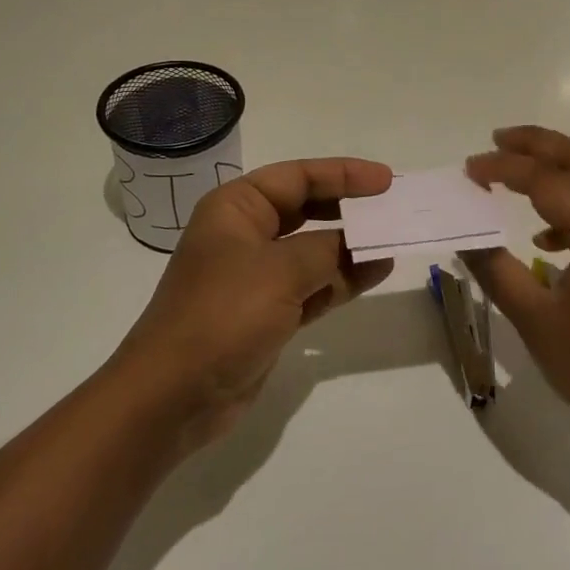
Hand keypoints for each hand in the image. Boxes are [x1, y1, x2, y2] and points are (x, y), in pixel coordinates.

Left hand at [113, 159, 394, 453]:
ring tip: (395, 239)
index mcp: (236, 208)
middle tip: (393, 206)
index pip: (297, 176)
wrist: (174, 395)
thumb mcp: (280, 271)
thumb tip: (364, 242)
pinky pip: (314, 285)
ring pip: (314, 249)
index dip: (343, 174)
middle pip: (307, 209)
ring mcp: (257, 276)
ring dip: (352, 246)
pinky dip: (343, 278)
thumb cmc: (222, 315)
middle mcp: (246, 235)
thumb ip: (329, 249)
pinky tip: (377, 272)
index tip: (385, 180)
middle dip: (349, 207)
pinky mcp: (268, 313)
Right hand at [464, 127, 569, 439]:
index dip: (503, 168)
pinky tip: (545, 235)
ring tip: (516, 169)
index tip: (469, 169)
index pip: (545, 180)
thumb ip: (497, 271)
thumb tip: (467, 238)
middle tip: (497, 140)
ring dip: (557, 164)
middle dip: (537, 143)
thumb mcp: (535, 319)